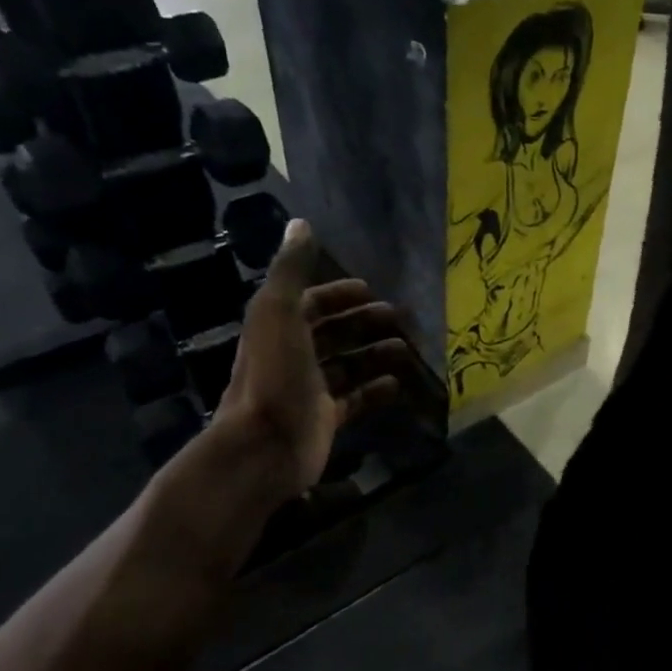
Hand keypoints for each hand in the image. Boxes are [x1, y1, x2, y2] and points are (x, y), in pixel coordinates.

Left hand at [210, 219, 407, 504]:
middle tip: (400, 318)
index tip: (370, 289)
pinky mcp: (324, 419)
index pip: (310, 303)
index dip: (338, 294)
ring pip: (347, 366)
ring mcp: (309, 390)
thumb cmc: (275, 375)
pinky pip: (355, 400)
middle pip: (332, 334)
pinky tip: (397, 384)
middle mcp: (292, 357)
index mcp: (278, 328)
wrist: (265, 446)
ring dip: (374, 355)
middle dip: (363, 323)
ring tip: (406, 349)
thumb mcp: (279, 313)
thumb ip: (291, 271)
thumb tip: (301, 224)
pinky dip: (375, 390)